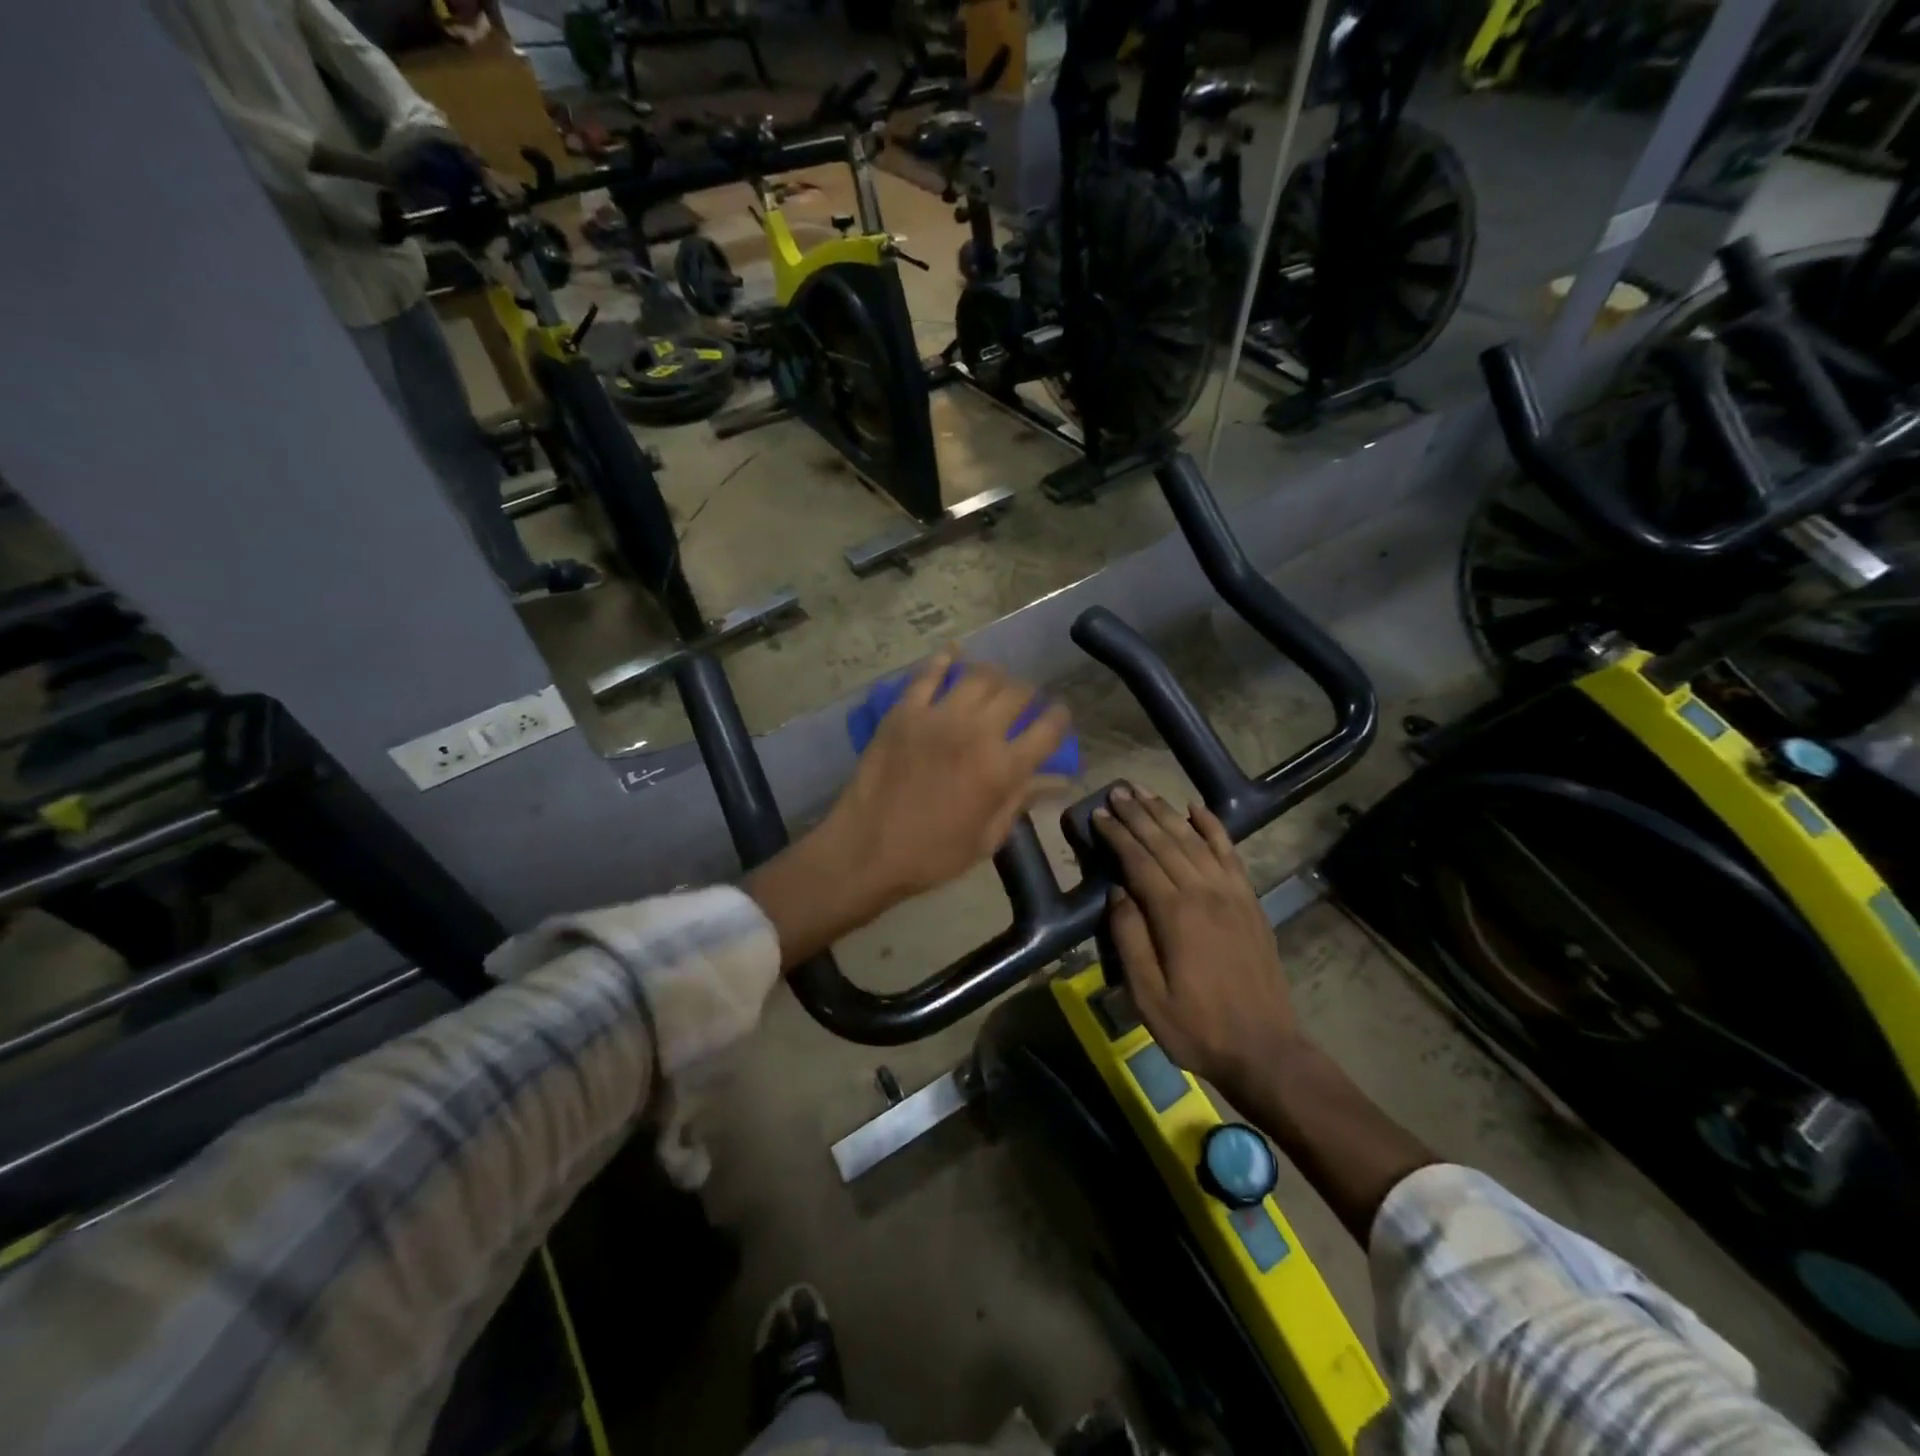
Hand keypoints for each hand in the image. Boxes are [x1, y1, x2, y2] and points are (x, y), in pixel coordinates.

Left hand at [825, 648, 1070, 906]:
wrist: (867, 849)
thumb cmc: (932, 854)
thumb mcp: (987, 838)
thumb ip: (1021, 800)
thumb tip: (1056, 780)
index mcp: (1003, 769)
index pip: (1047, 730)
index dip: (1059, 718)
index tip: (1059, 716)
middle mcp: (977, 732)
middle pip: (1017, 693)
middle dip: (1029, 694)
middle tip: (1025, 702)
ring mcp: (938, 716)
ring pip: (979, 676)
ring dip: (994, 677)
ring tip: (993, 684)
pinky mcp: (904, 711)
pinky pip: (928, 674)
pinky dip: (944, 659)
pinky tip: (953, 653)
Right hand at [1094, 786, 1297, 1090]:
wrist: (1265, 1049)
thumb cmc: (1197, 1027)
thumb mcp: (1147, 994)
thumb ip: (1129, 938)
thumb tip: (1117, 892)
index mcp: (1175, 914)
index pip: (1139, 860)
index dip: (1117, 835)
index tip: (1098, 814)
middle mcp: (1204, 892)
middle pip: (1165, 841)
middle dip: (1138, 814)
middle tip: (1117, 790)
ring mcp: (1232, 893)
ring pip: (1194, 840)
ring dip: (1167, 813)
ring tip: (1145, 792)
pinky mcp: (1249, 901)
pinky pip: (1230, 852)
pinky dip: (1212, 827)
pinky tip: (1197, 808)